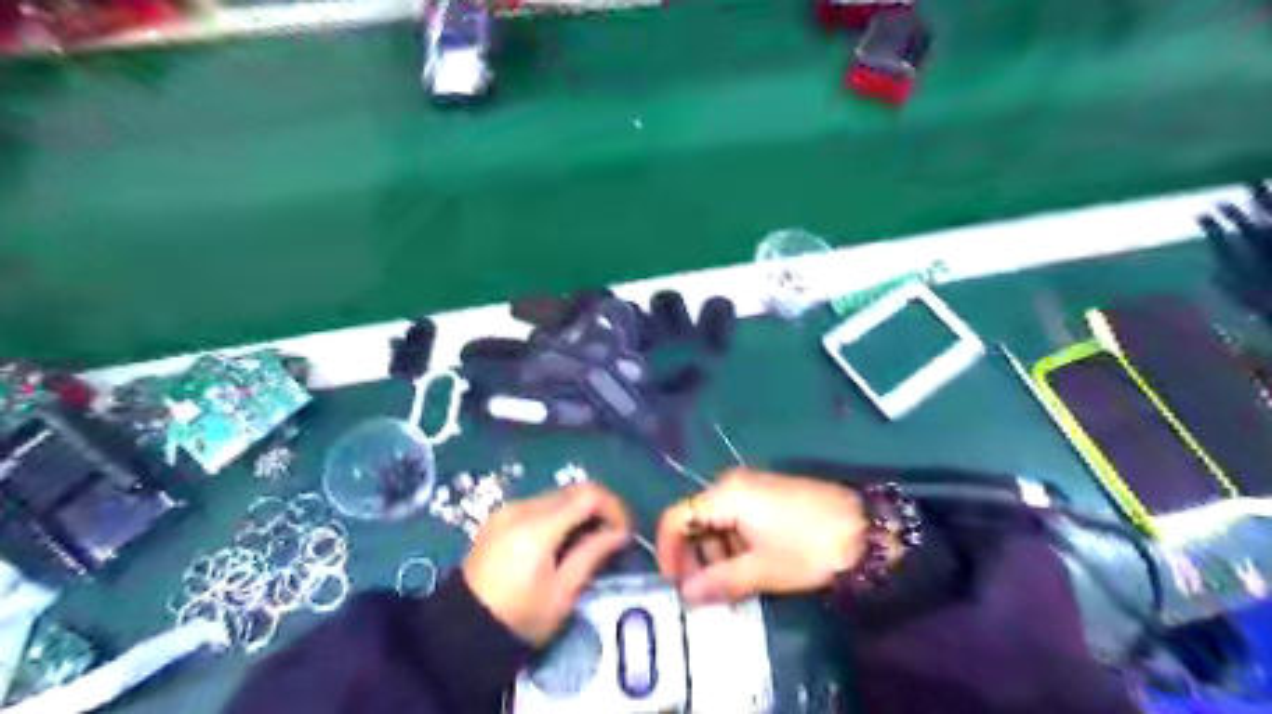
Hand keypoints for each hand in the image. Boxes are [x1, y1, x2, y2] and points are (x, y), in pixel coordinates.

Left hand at [463, 483, 630, 644]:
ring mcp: (507, 509)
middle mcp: (522, 507)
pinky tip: (560, 541)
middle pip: (574, 490)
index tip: (625, 532)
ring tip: (587, 541)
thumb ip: (593, 553)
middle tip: (612, 537)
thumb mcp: (563, 592)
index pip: (589, 494)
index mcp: (539, 526)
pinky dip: (558, 515)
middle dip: (599, 508)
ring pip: (557, 495)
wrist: (460, 631)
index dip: (614, 507)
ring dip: (579, 511)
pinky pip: (539, 505)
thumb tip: (621, 532)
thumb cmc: (518, 618)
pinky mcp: (499, 516)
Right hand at [661, 471, 870, 605]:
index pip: (676, 517)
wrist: (865, 528)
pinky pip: (736, 520)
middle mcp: (732, 485)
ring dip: (715, 555)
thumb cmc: (809, 546)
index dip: (668, 551)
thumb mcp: (762, 569)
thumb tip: (685, 595)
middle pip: (695, 520)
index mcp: (725, 495)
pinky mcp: (768, 498)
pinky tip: (747, 571)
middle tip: (702, 593)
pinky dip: (733, 546)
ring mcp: (752, 489)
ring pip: (716, 522)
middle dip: (693, 557)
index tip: (674, 584)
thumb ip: (718, 580)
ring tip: (728, 588)